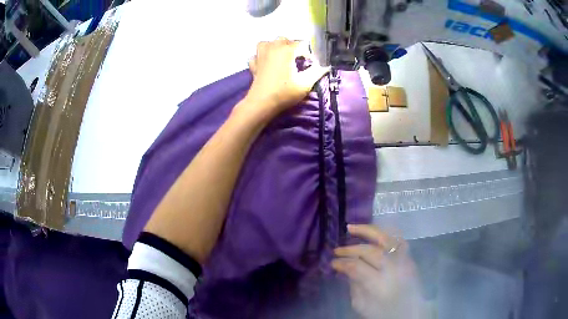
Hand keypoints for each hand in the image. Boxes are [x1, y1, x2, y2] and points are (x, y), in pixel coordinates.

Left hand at [245, 37, 328, 115]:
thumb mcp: (305, 83)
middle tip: (298, 59)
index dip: (309, 53)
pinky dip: (261, 56)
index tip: (312, 63)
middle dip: (293, 47)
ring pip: (268, 43)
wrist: (262, 103)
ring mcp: (260, 55)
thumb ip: (317, 72)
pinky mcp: (253, 64)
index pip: (302, 45)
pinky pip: (257, 54)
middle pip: (284, 40)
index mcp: (287, 50)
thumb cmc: (284, 93)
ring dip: (275, 47)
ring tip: (281, 56)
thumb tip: (326, 66)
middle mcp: (273, 47)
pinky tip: (266, 62)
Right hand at [332, 225, 426, 318]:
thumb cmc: (383, 313)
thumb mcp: (362, 304)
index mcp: (380, 285)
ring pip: (385, 238)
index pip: (357, 267)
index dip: (343, 263)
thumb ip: (353, 284)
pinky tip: (373, 233)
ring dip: (366, 231)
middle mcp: (394, 268)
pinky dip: (384, 233)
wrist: (410, 313)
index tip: (333, 262)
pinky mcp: (409, 257)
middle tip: (337, 251)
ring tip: (351, 228)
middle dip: (350, 249)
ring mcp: (404, 260)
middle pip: (370, 251)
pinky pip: (397, 238)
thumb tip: (345, 268)